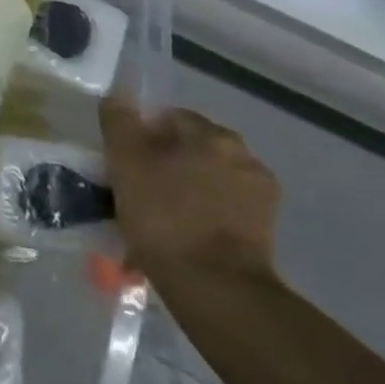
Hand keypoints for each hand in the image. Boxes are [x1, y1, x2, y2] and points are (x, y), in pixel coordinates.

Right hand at [102, 100, 280, 298]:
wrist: (217, 291)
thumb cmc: (165, 217)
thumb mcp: (126, 163)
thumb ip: (120, 122)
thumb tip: (119, 92)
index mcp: (212, 134)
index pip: (169, 118)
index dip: (141, 137)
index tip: (123, 164)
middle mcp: (243, 155)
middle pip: (191, 149)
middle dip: (166, 165)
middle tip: (138, 192)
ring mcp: (259, 195)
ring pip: (208, 181)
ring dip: (185, 191)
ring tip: (158, 222)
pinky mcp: (265, 232)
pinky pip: (223, 211)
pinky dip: (204, 217)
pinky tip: (182, 239)